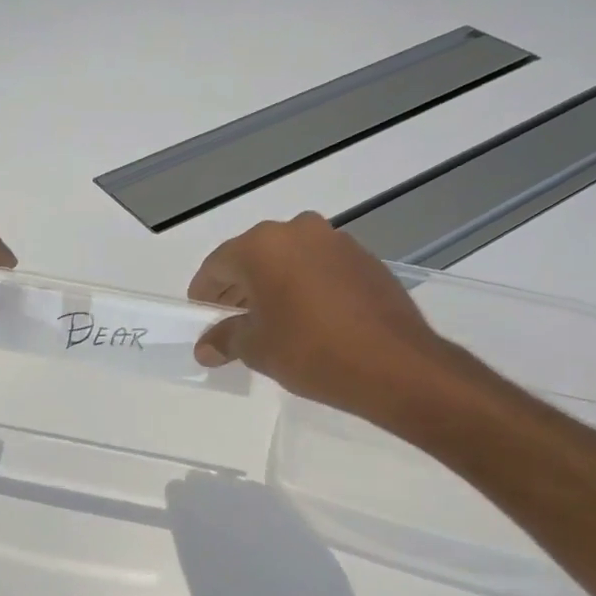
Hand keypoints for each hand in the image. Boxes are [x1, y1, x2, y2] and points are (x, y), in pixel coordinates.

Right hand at [189, 212, 477, 422]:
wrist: (394, 364)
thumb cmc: (311, 351)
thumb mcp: (258, 349)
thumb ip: (226, 338)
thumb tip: (206, 346)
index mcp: (263, 246)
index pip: (218, 264)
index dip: (204, 291)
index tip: (201, 314)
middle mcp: (298, 231)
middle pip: (254, 257)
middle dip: (238, 287)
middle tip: (230, 319)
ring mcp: (336, 241)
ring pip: (289, 259)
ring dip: (273, 285)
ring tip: (268, 321)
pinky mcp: (365, 259)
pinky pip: (319, 267)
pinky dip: (304, 286)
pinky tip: (307, 318)